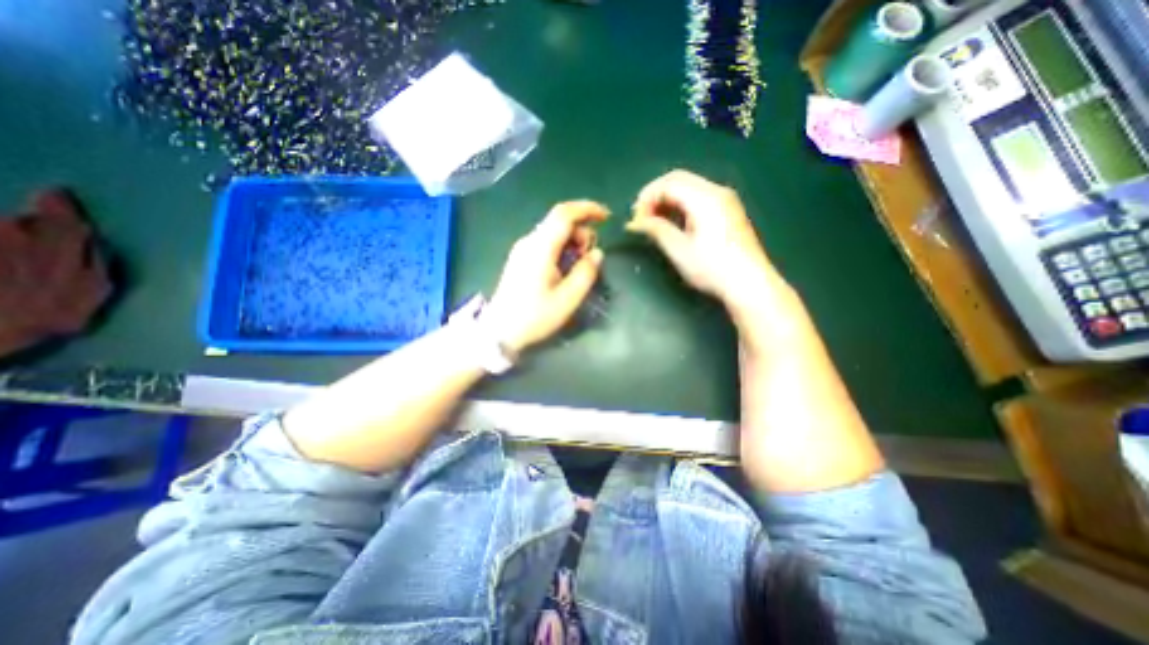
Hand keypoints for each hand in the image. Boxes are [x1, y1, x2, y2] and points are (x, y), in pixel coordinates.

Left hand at [484, 199, 609, 352]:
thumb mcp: (568, 298)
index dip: (587, 209)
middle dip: (581, 233)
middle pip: (560, 222)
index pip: (564, 214)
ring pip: (553, 233)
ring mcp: (522, 249)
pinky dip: (561, 249)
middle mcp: (529, 242)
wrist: (500, 330)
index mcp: (540, 247)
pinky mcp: (520, 258)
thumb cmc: (535, 316)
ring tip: (577, 268)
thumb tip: (597, 253)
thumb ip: (586, 272)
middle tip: (589, 258)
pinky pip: (545, 243)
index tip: (607, 217)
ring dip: (572, 243)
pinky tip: (563, 270)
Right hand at [629, 170, 781, 315]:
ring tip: (654, 221)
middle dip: (656, 195)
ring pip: (689, 187)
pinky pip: (699, 196)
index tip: (636, 219)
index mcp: (705, 197)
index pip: (669, 183)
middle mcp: (716, 191)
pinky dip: (681, 204)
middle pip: (679, 179)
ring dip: (668, 199)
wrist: (749, 283)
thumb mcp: (679, 250)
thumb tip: (635, 222)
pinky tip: (674, 222)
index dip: (647, 197)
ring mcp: (725, 200)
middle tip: (642, 218)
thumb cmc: (712, 268)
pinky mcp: (728, 210)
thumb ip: (657, 230)